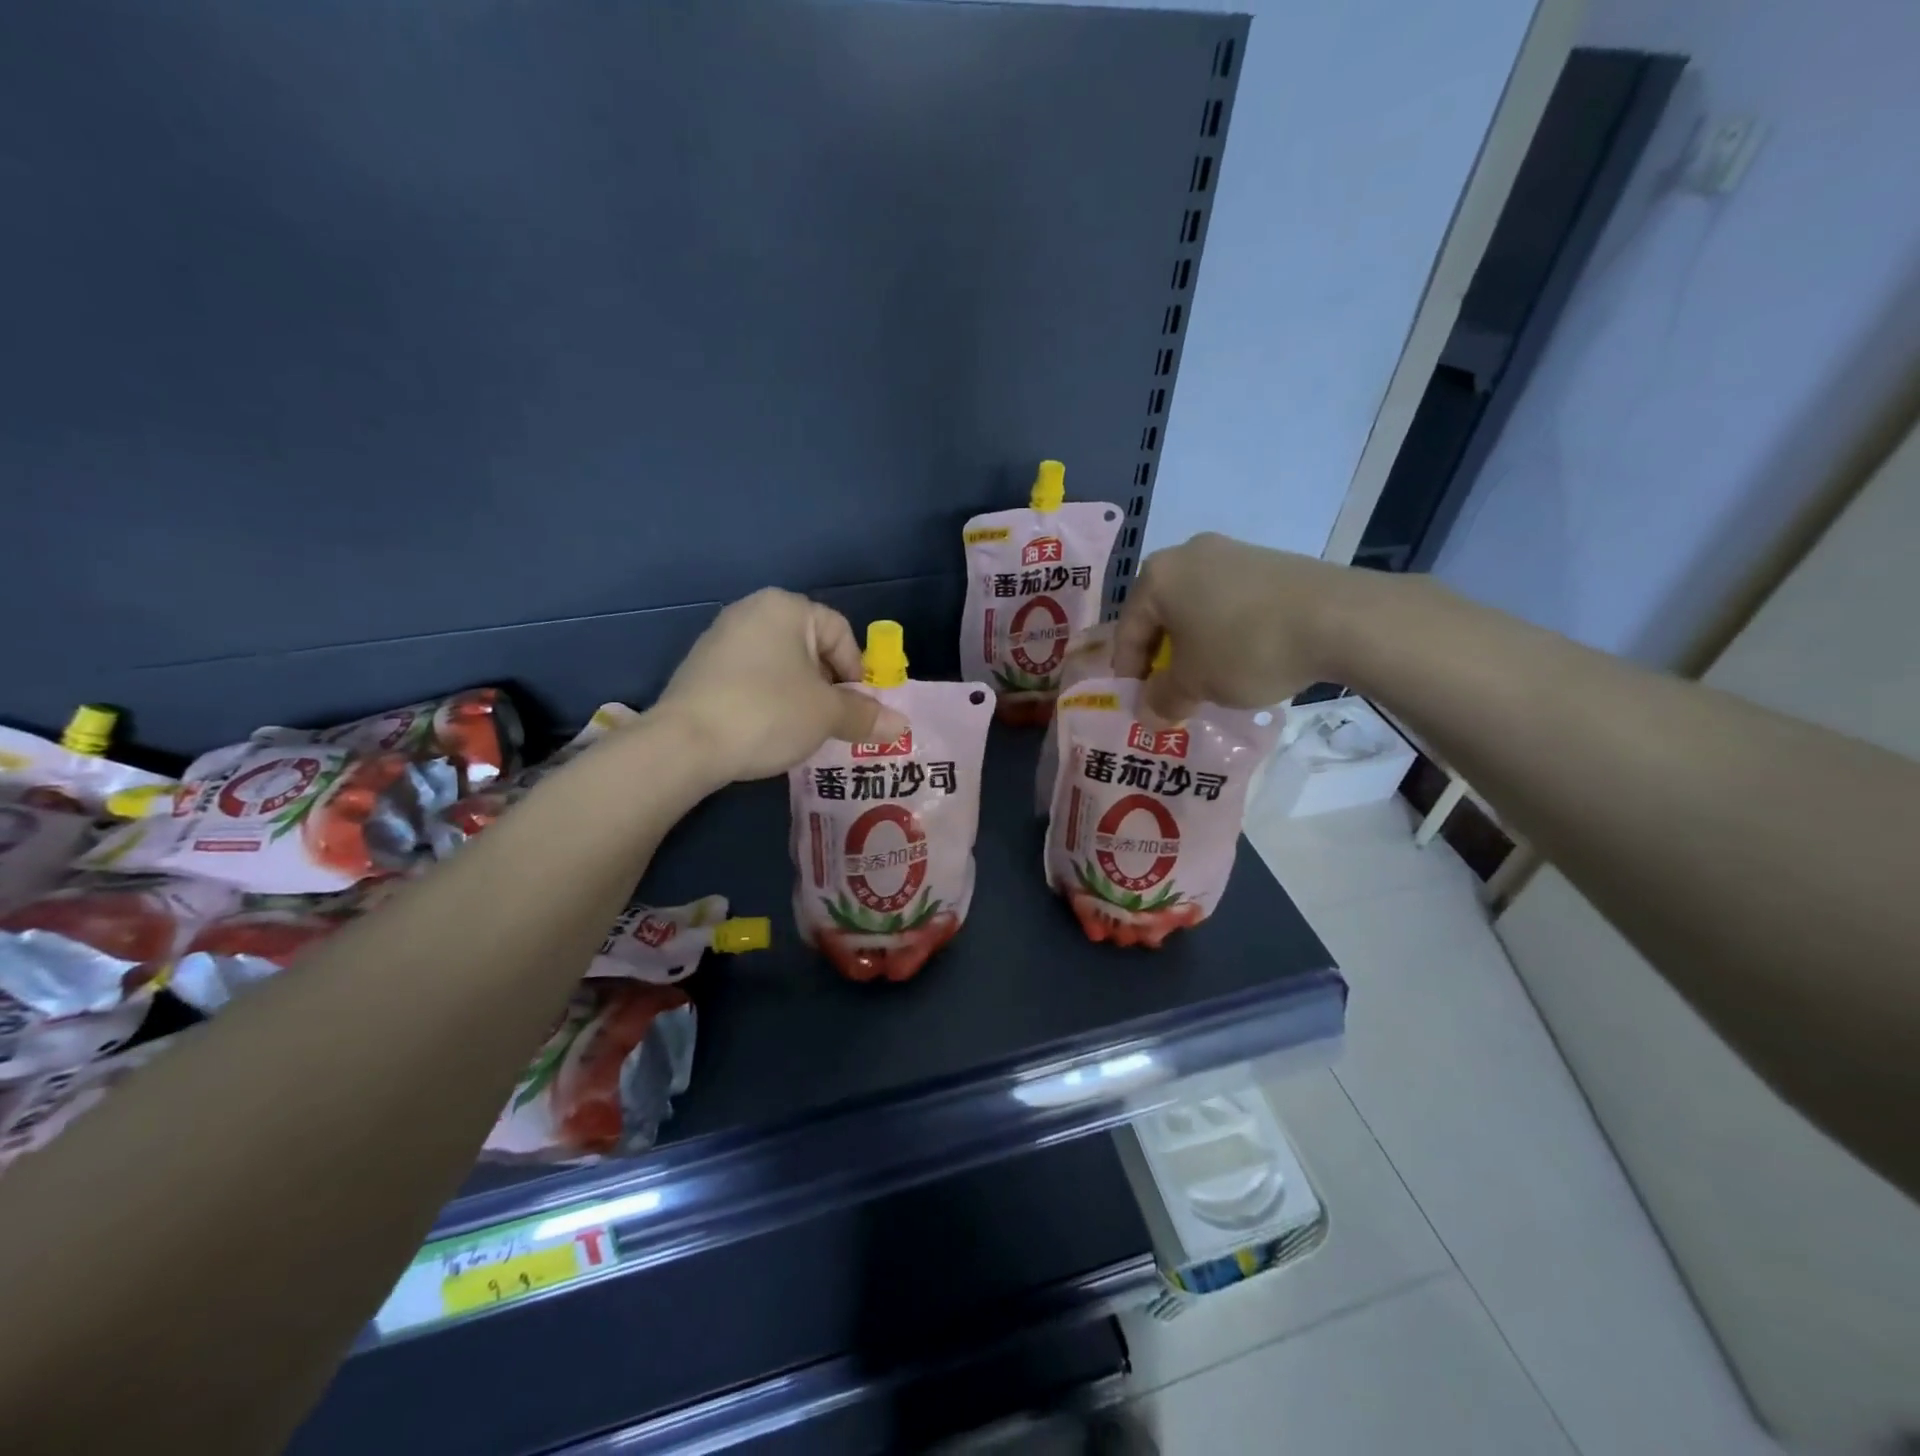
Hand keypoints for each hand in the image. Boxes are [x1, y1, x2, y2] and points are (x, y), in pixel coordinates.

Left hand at [652, 589, 909, 782]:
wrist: (685, 743)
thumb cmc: (769, 712)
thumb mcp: (827, 715)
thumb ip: (866, 715)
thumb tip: (902, 726)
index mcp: (786, 607)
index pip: (841, 632)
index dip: (857, 672)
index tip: (854, 708)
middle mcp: (751, 611)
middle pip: (810, 647)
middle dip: (828, 685)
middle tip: (832, 720)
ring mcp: (720, 638)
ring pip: (780, 665)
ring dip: (799, 695)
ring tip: (801, 729)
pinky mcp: (701, 668)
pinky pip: (751, 678)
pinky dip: (768, 700)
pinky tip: (766, 729)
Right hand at [1113, 534, 1357, 719]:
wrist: (1339, 618)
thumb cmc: (1245, 648)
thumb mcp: (1195, 683)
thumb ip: (1162, 699)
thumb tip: (1147, 715)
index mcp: (1158, 576)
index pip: (1127, 630)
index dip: (1128, 673)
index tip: (1137, 704)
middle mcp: (1188, 554)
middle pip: (1160, 615)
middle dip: (1161, 657)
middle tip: (1169, 692)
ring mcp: (1232, 553)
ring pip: (1196, 608)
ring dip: (1193, 645)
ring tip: (1207, 679)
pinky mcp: (1269, 562)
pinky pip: (1229, 601)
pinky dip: (1224, 631)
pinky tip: (1241, 658)